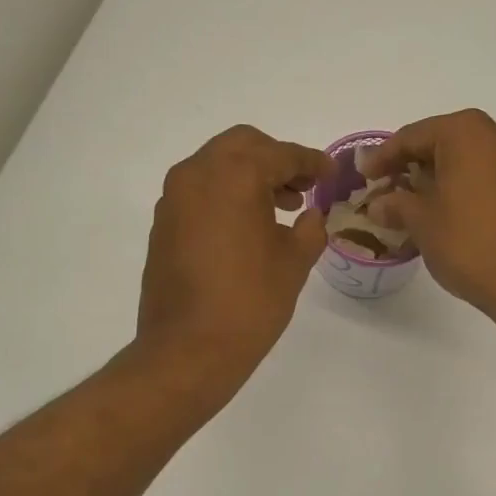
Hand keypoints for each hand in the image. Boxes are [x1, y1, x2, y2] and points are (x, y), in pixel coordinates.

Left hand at [138, 126, 334, 394]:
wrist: (188, 350)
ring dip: (249, 176)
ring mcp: (174, 199)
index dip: (312, 162)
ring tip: (280, 209)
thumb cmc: (250, 303)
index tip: (332, 173)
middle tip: (304, 187)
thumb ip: (310, 229)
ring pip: (217, 166)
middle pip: (243, 146)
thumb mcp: (294, 263)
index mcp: (235, 176)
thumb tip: (311, 216)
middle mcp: (197, 175)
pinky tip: (247, 228)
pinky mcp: (163, 224)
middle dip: (276, 160)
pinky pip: (200, 192)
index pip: (281, 155)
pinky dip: (226, 195)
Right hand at [359, 110, 495, 323]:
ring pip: (465, 162)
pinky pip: (485, 178)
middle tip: (385, 189)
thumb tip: (379, 204)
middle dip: (411, 166)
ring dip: (437, 180)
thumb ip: (396, 205)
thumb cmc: (470, 243)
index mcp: (467, 132)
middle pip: (442, 143)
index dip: (383, 157)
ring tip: (410, 205)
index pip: (413, 136)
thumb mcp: (422, 222)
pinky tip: (444, 214)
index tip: (364, 176)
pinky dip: (461, 190)